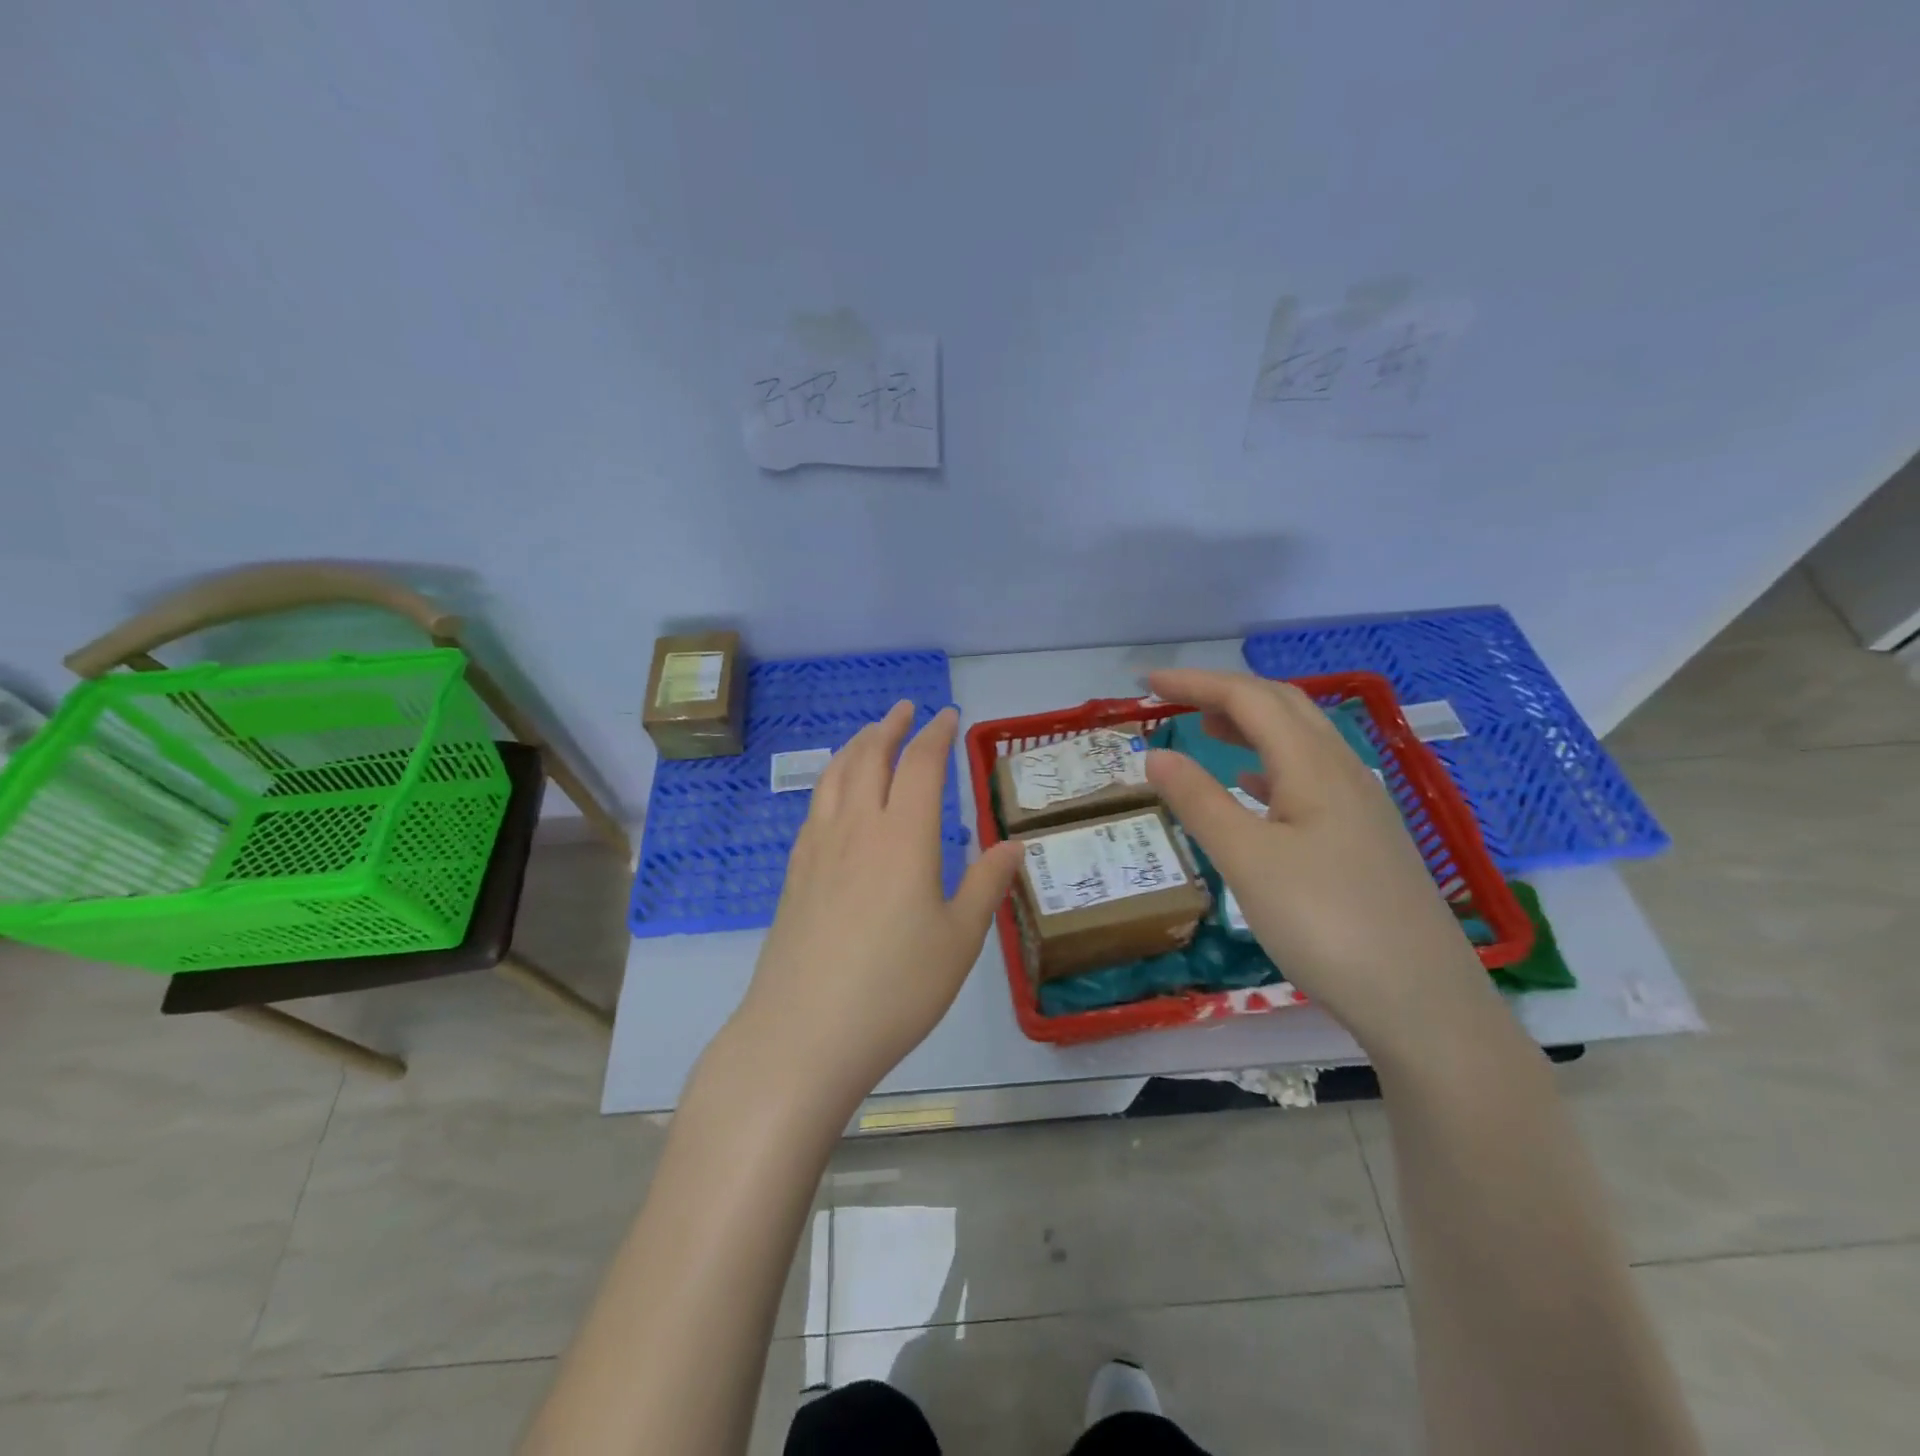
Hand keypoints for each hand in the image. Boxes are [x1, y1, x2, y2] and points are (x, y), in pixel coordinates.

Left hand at [731, 702, 1022, 1109]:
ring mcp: (818, 849)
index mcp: (903, 837)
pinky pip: (814, 806)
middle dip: (890, 727)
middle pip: (869, 757)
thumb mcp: (959, 941)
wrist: (803, 1034)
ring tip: (869, 736)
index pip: (920, 765)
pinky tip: (836, 796)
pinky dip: (830, 781)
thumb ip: (986, 885)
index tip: (947, 716)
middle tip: (905, 709)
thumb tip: (1013, 844)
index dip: (935, 734)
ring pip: (834, 776)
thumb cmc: (895, 989)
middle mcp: (857, 828)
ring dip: (855, 746)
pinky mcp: (794, 874)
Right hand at [1143, 668, 1490, 1045]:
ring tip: (1208, 729)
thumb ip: (1199, 802)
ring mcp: (1361, 806)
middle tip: (1175, 700)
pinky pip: (1312, 778)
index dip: (1196, 683)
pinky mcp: (1366, 839)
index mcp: (1314, 767)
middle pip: (1284, 707)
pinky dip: (1272, 766)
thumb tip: (1155, 754)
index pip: (1250, 699)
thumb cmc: (1326, 924)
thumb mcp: (1248, 861)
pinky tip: (1254, 789)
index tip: (1147, 683)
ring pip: (1302, 741)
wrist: (1422, 1001)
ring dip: (1252, 725)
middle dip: (1226, 693)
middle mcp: (1344, 772)